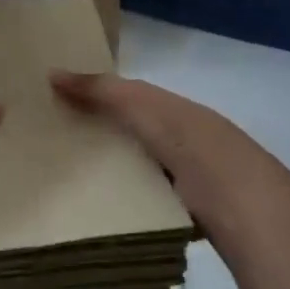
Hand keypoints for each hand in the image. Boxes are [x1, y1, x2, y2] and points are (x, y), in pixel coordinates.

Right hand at [50, 71, 264, 226]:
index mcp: (174, 111)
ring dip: (111, 178)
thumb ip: (102, 91)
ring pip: (139, 174)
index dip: (96, 100)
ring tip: (66, 187)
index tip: (55, 108)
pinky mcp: (184, 215)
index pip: (130, 100)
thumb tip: (52, 73)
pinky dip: (126, 208)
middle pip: (132, 138)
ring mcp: (187, 182)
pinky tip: (99, 215)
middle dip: (98, 141)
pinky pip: (146, 206)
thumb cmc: (188, 143)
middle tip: (50, 150)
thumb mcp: (142, 106)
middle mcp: (182, 142)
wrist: (239, 201)